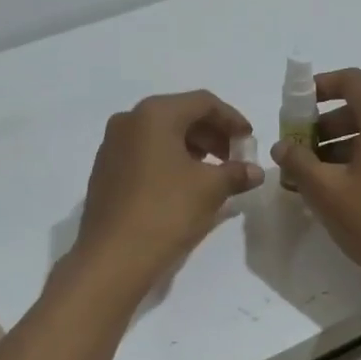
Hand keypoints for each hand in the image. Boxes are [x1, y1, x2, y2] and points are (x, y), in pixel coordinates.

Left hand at [71, 90, 264, 298]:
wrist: (113, 256)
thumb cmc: (166, 211)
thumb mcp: (210, 189)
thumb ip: (236, 172)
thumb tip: (254, 171)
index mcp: (154, 114)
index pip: (203, 102)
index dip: (232, 119)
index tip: (250, 140)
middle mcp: (129, 120)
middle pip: (180, 115)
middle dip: (212, 134)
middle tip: (234, 157)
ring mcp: (112, 145)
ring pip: (160, 135)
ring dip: (191, 148)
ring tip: (213, 172)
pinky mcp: (105, 170)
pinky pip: (144, 153)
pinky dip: (169, 160)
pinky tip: (184, 184)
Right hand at [270, 68, 360, 306]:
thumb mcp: (326, 191)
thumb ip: (298, 161)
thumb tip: (282, 147)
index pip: (351, 81)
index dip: (319, 87)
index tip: (296, 107)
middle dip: (327, 125)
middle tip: (299, 151)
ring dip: (345, 144)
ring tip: (317, 176)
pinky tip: (346, 187)